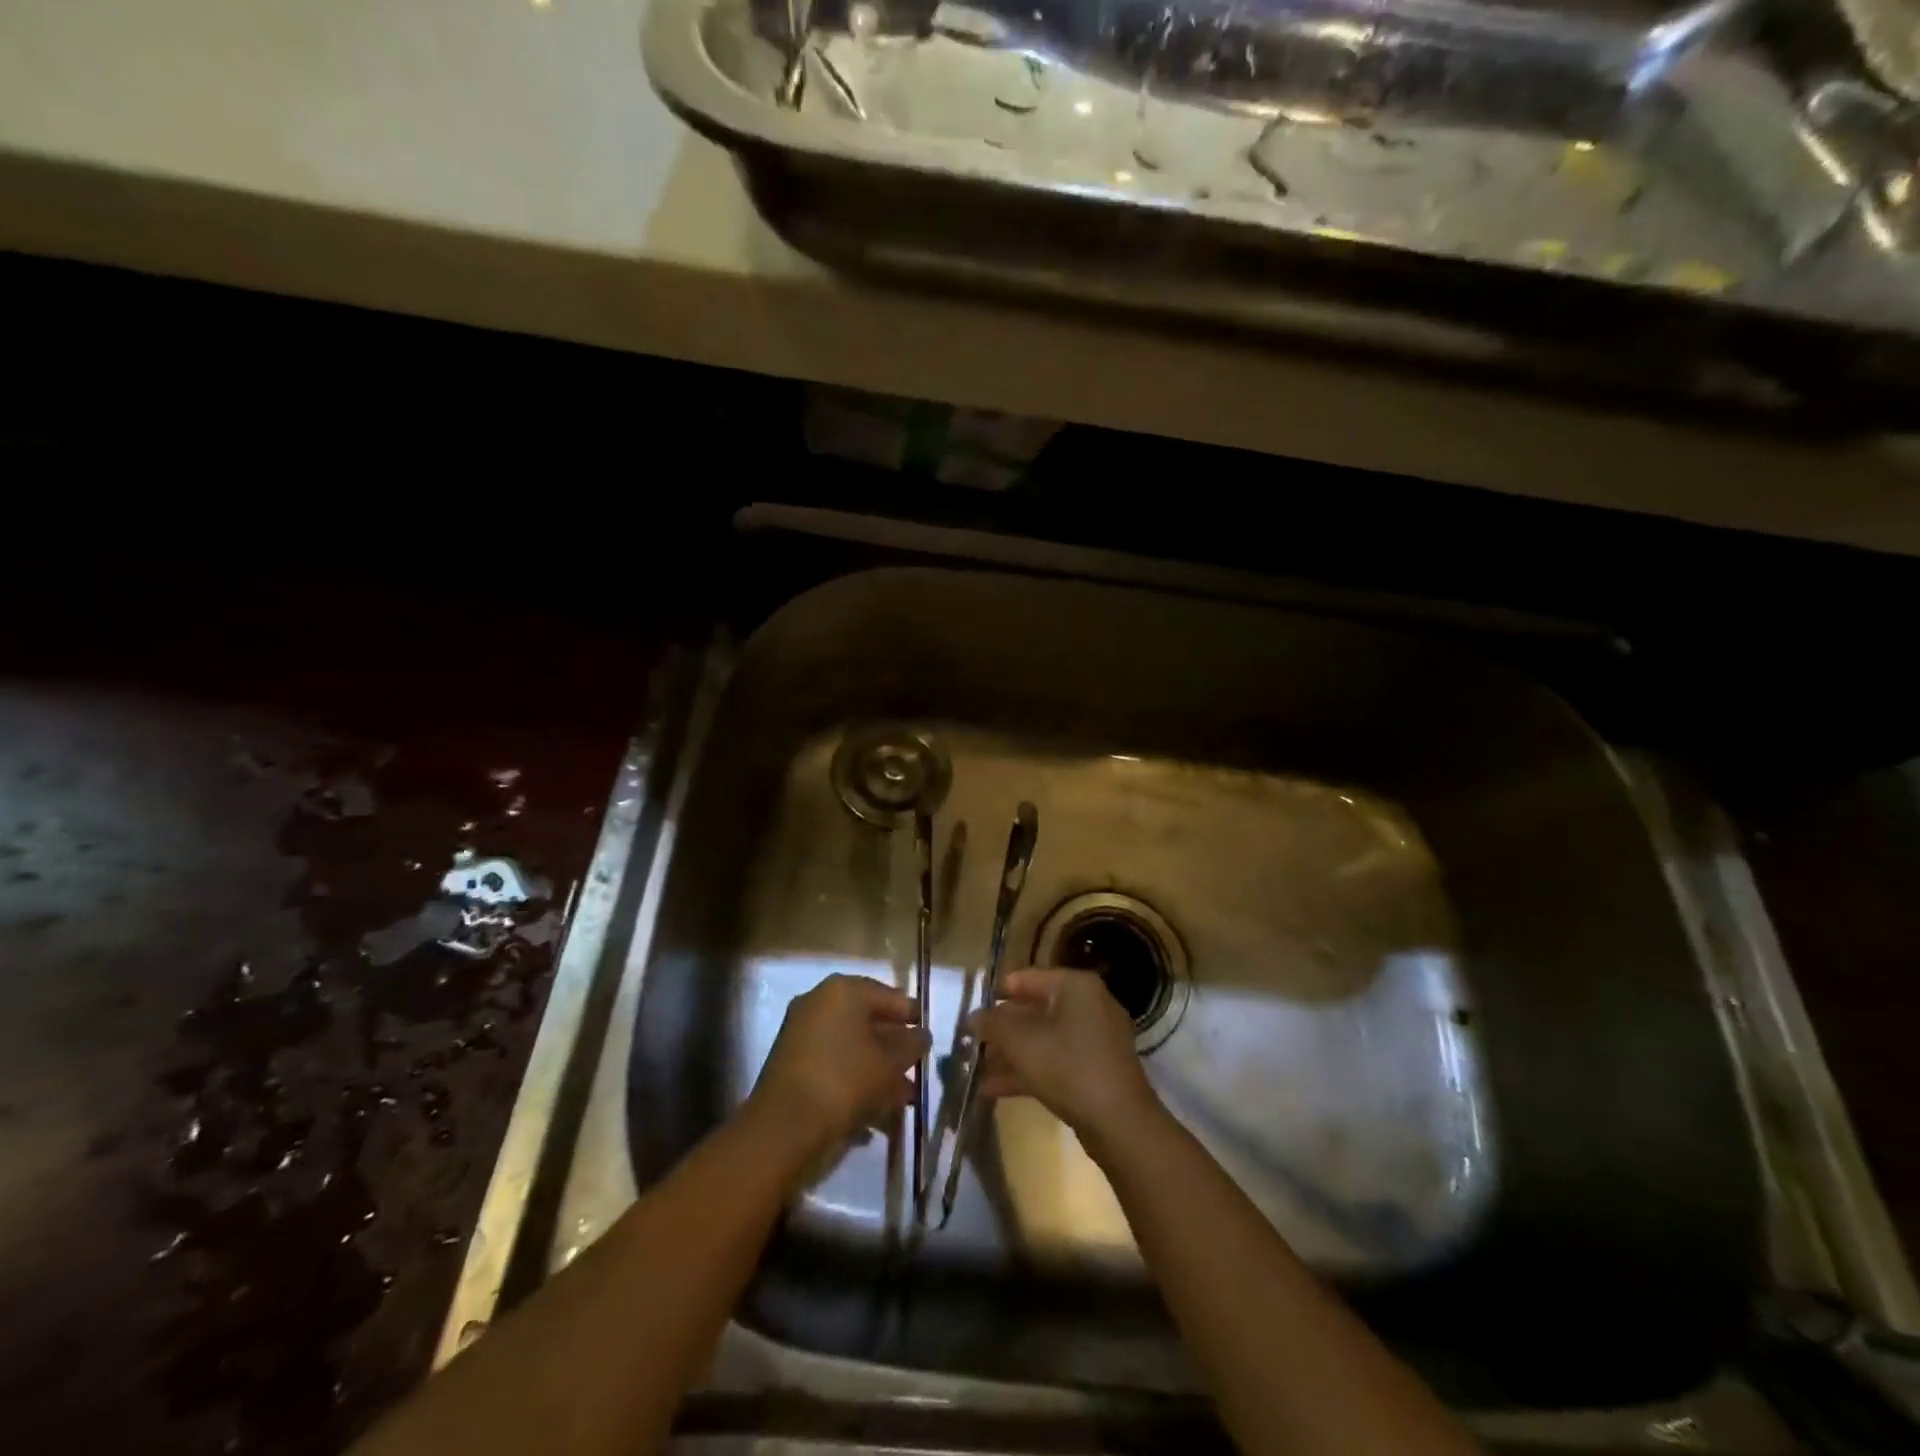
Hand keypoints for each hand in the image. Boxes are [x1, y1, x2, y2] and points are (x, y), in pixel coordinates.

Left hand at [746, 973, 929, 1160]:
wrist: (783, 1128)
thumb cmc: (845, 1081)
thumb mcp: (890, 1063)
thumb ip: (911, 1045)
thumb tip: (921, 1035)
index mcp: (843, 991)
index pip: (889, 996)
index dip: (912, 1016)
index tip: (929, 1037)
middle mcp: (819, 1004)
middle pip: (868, 1022)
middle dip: (894, 1049)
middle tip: (916, 1070)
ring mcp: (802, 1034)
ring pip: (851, 1048)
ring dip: (878, 1072)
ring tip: (902, 1100)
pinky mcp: (792, 1065)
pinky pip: (833, 1066)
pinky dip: (854, 1084)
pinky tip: (875, 1114)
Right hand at [967, 968, 1160, 1145]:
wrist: (1119, 1123)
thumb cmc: (1068, 1067)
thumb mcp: (1021, 1042)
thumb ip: (992, 1024)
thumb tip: (973, 1017)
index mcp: (1076, 986)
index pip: (1028, 978)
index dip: (997, 993)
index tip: (972, 1010)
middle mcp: (1089, 1005)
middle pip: (1035, 1009)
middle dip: (1002, 1029)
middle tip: (973, 1042)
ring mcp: (1096, 1039)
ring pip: (1044, 1039)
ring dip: (1011, 1053)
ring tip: (977, 1068)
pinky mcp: (1096, 1070)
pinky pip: (1056, 1061)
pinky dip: (1029, 1071)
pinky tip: (993, 1089)